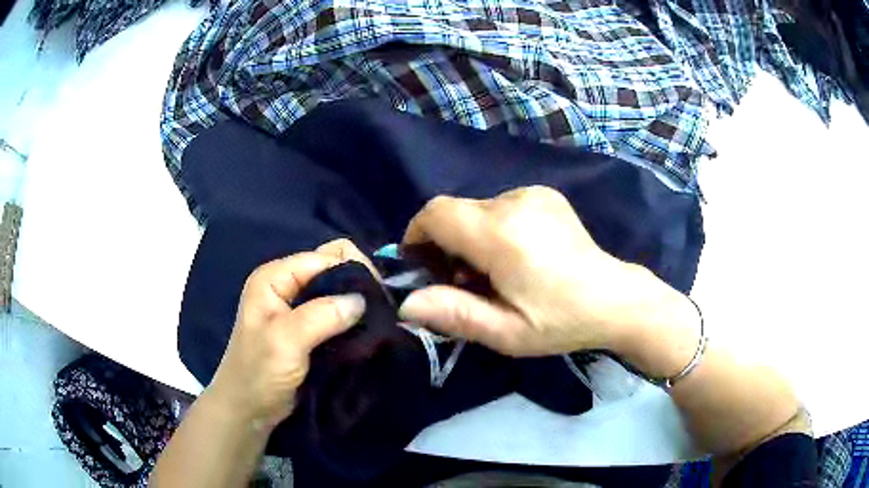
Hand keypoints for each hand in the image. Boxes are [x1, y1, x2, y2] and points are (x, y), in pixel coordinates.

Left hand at [205, 239, 375, 428]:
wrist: (248, 410)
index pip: (326, 256)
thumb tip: (363, 299)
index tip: (381, 299)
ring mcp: (297, 307)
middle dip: (359, 286)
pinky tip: (366, 333)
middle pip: (334, 269)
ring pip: (338, 292)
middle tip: (381, 313)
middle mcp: (287, 285)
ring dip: (358, 306)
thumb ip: (322, 315)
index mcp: (275, 277)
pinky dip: (353, 321)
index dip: (355, 270)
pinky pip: (337, 313)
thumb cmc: (258, 374)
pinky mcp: (308, 328)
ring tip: (378, 324)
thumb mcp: (285, 341)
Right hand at [398, 186, 680, 356]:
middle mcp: (514, 202)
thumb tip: (405, 303)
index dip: (417, 234)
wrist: (614, 298)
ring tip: (496, 273)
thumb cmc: (560, 322)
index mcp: (501, 235)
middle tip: (463, 282)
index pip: (436, 214)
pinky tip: (518, 255)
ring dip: (471, 238)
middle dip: (446, 244)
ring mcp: (532, 194)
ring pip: (477, 210)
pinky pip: (500, 206)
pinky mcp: (544, 194)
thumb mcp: (506, 333)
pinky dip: (494, 228)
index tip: (421, 265)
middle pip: (455, 211)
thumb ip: (454, 314)